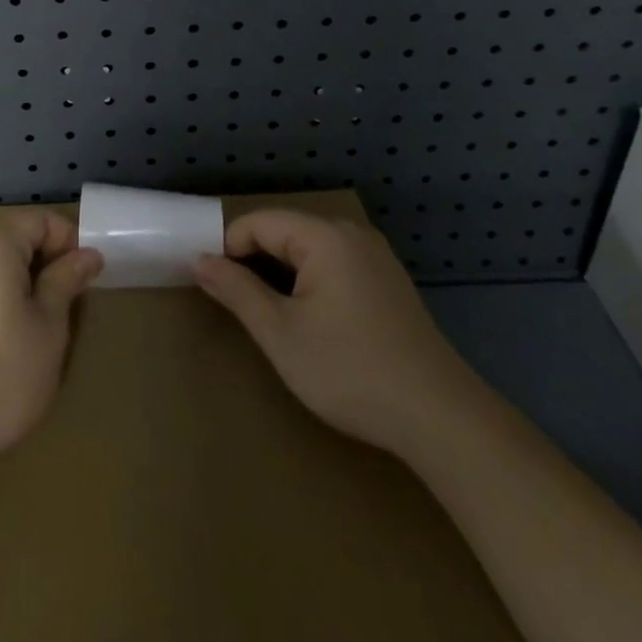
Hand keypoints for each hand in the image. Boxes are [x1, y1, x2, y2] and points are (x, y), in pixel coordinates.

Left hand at [0, 211, 101, 476]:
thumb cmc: (2, 375)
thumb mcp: (49, 328)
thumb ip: (66, 281)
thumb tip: (87, 254)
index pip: (38, 219)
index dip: (68, 239)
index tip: (86, 275)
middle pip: (15, 238)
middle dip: (47, 260)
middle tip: (71, 301)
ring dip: (25, 282)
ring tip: (44, 323)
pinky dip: (1, 299)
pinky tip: (10, 340)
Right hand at [195, 210, 481, 455]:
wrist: (441, 419)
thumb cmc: (351, 371)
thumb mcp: (281, 334)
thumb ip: (237, 291)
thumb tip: (200, 261)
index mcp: (324, 236)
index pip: (258, 223)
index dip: (228, 248)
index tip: (212, 285)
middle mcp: (351, 234)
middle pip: (285, 231)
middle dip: (254, 260)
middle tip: (237, 304)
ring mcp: (375, 257)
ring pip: (309, 249)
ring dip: (282, 273)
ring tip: (268, 314)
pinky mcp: (389, 281)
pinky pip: (335, 264)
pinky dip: (311, 281)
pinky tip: (311, 320)